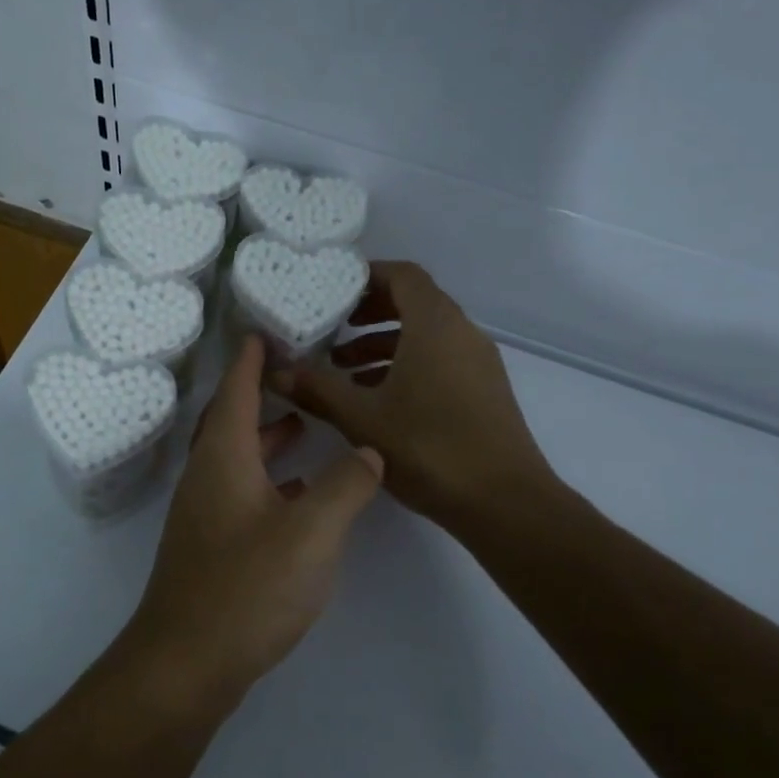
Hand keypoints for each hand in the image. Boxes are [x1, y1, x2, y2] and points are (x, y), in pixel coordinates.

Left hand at [118, 334, 384, 708]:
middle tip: (295, 371)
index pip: (235, 390)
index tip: (264, 328)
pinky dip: (269, 478)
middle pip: (231, 420)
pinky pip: (241, 490)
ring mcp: (204, 513)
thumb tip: (369, 450)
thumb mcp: (312, 532)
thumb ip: (347, 485)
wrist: (186, 663)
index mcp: (223, 458)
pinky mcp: (210, 545)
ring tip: (304, 425)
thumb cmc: (247, 588)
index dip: (251, 358)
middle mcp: (206, 476)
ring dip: (267, 437)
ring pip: (237, 457)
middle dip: (260, 392)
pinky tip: (299, 493)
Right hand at [268, 261, 561, 532]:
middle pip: (414, 302)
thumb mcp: (361, 418)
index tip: (332, 290)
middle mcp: (462, 332)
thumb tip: (274, 371)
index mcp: (435, 325)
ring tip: (343, 369)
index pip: (403, 275)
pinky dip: (407, 364)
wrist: (504, 502)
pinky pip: (440, 359)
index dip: (367, 276)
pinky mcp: (484, 389)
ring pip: (426, 335)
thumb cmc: (430, 448)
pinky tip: (377, 397)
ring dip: (384, 343)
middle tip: (332, 328)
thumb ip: (316, 389)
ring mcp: (477, 362)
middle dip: (370, 312)